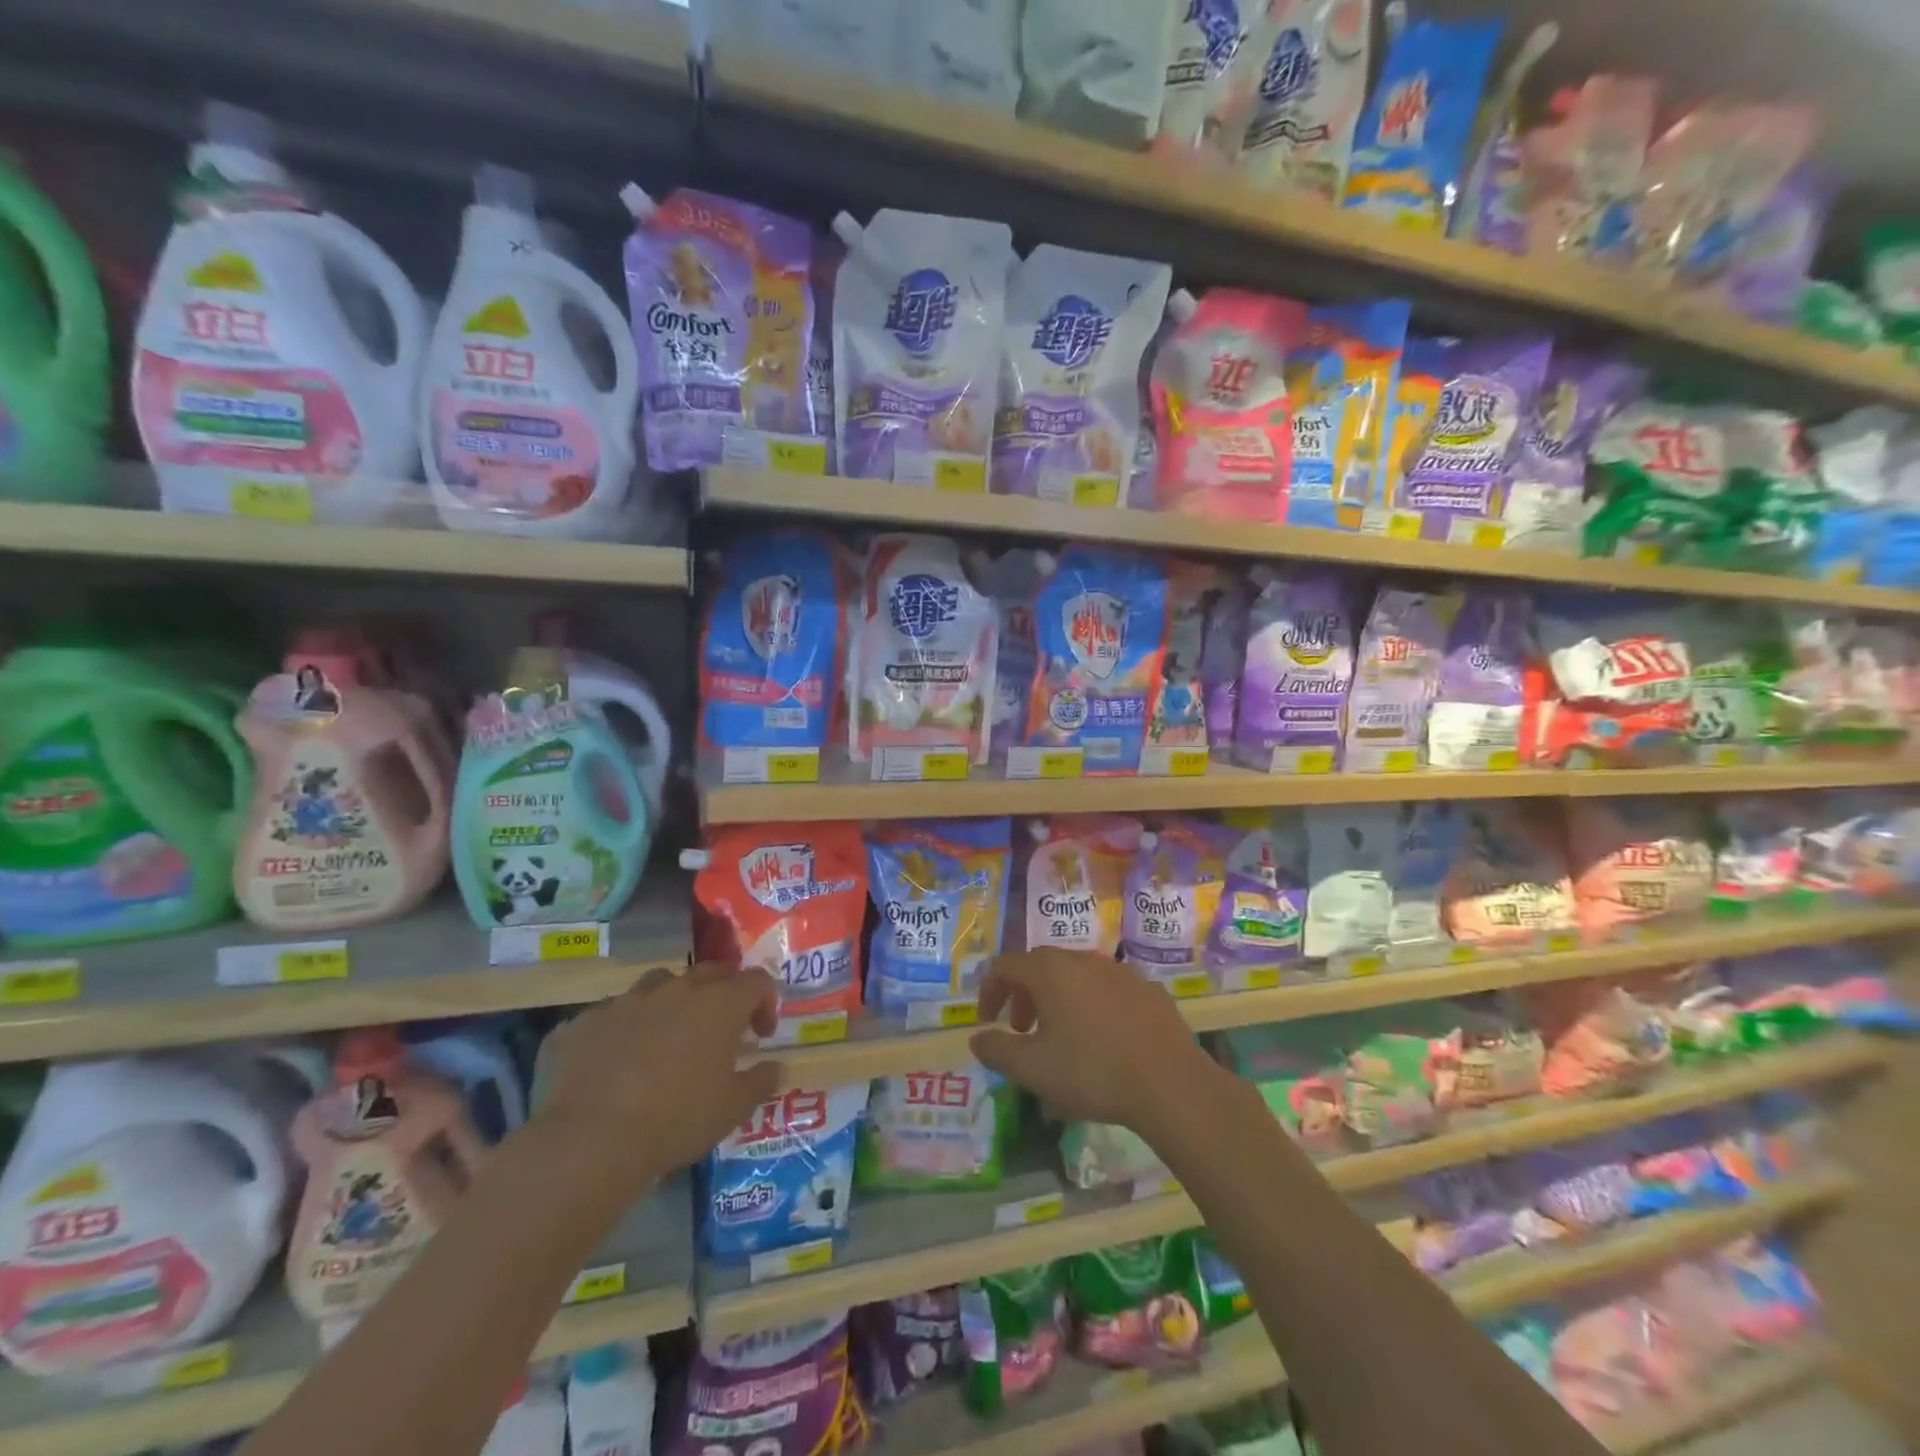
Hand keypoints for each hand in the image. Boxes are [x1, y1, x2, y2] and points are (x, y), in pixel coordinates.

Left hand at [538, 964, 782, 1190]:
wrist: (590, 1141)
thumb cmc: (676, 1119)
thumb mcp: (733, 1108)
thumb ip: (760, 1081)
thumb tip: (775, 1067)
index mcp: (719, 1003)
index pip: (757, 981)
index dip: (765, 1002)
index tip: (760, 1035)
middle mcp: (676, 989)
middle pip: (710, 972)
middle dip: (722, 993)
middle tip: (720, 1030)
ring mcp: (627, 1000)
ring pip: (660, 983)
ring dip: (672, 1002)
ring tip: (667, 1037)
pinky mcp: (586, 1020)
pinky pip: (613, 1013)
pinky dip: (625, 1028)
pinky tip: (618, 1060)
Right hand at [968, 950, 1222, 1131]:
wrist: (1170, 1083)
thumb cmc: (1092, 1072)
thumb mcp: (1032, 1069)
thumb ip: (997, 1050)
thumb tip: (977, 1037)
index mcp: (1050, 971)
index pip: (1005, 965)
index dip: (989, 991)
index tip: (987, 1021)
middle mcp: (1083, 959)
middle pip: (1041, 966)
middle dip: (1023, 995)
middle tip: (1020, 1030)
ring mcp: (1119, 971)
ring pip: (1076, 977)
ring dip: (1058, 1000)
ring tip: (1060, 1037)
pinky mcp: (1147, 989)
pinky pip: (1107, 991)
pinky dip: (1092, 1006)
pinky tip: (1103, 1041)